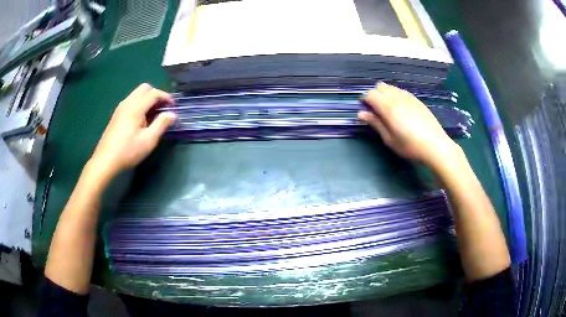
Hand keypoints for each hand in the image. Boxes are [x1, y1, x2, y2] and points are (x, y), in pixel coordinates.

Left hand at [90, 83, 176, 177]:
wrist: (106, 160)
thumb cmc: (129, 151)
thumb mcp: (149, 140)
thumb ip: (161, 124)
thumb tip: (172, 114)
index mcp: (136, 107)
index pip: (154, 93)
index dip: (165, 97)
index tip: (173, 107)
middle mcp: (128, 103)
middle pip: (144, 88)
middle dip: (156, 94)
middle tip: (162, 108)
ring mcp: (120, 108)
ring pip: (136, 94)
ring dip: (147, 99)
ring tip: (153, 115)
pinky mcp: (116, 115)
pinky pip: (131, 101)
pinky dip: (139, 104)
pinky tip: (141, 120)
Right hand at [358, 82, 461, 170]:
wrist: (435, 145)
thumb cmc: (410, 146)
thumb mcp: (390, 139)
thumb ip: (376, 123)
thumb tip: (361, 113)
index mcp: (389, 108)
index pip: (371, 94)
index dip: (365, 100)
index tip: (366, 110)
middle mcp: (397, 98)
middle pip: (380, 87)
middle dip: (374, 95)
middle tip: (376, 110)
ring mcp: (409, 97)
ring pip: (391, 87)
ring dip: (385, 94)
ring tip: (388, 109)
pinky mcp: (417, 100)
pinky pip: (401, 91)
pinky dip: (396, 95)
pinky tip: (400, 107)